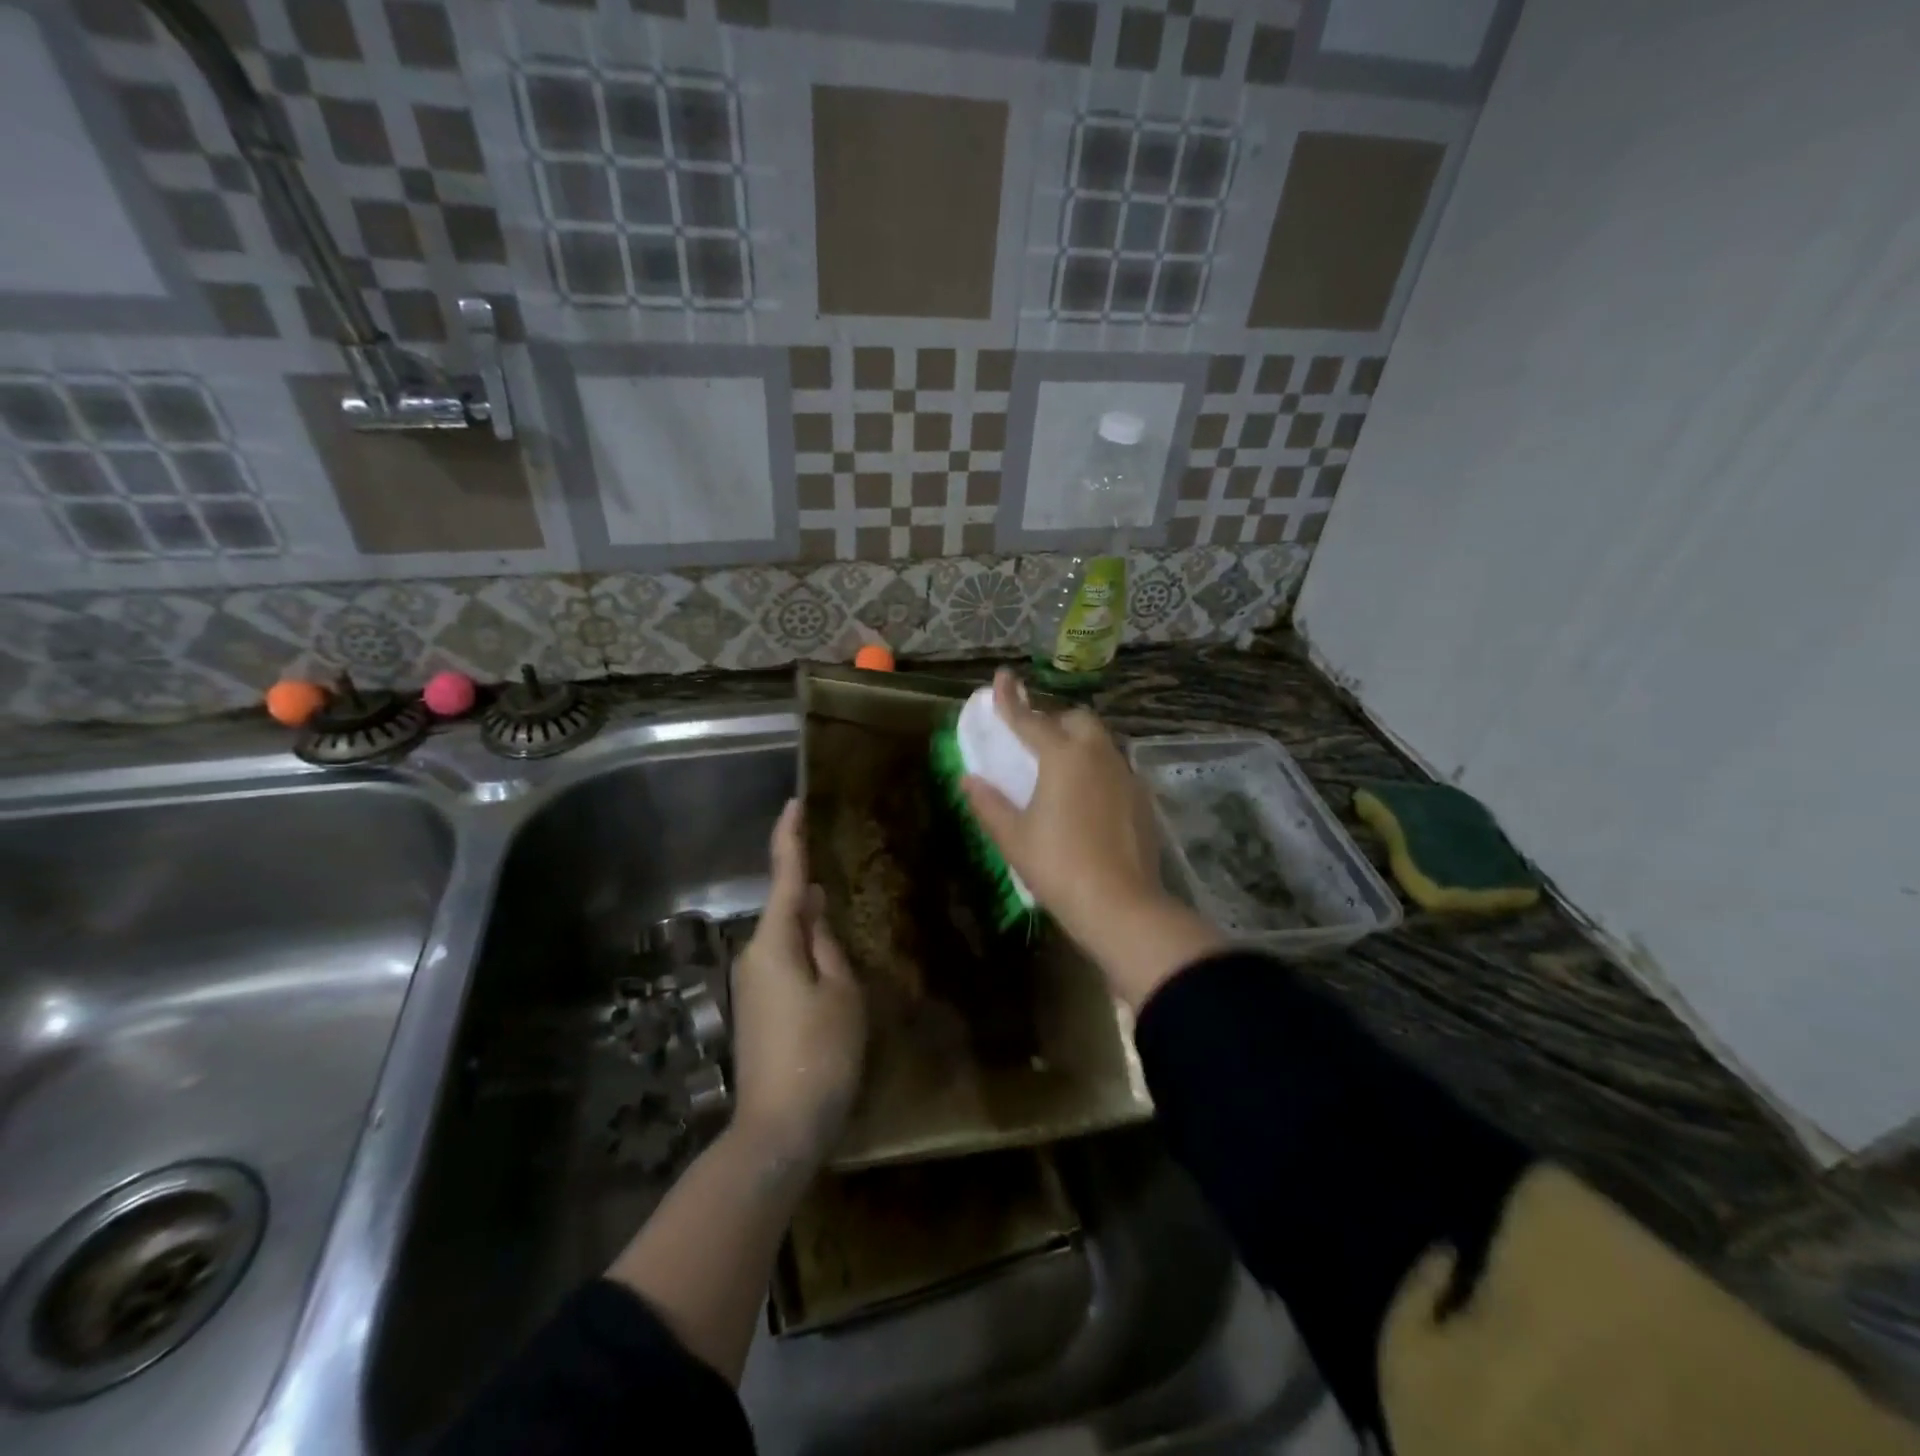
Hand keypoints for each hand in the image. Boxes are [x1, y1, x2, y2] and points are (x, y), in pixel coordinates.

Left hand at [730, 799, 865, 1168]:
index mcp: (775, 943)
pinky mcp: (756, 1010)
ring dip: (811, 929)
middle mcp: (754, 956)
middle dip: (808, 892)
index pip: (784, 877)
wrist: (778, 1130)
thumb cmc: (820, 1054)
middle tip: (839, 874)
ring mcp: (751, 986)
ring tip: (843, 924)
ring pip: (786, 941)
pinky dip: (806, 955)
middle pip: (785, 910)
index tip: (793, 803)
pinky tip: (830, 970)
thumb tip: (814, 917)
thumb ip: (828, 948)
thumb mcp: (842, 993)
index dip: (789, 838)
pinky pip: (783, 965)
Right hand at [960, 670, 1222, 1006]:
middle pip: (1076, 720)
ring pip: (1100, 743)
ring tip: (1060, 772)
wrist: (1121, 904)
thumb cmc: (1058, 866)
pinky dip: (1096, 771)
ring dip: (1078, 744)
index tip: (1002, 676)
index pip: (1030, 719)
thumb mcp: (1013, 837)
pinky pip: (1115, 769)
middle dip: (1054, 721)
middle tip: (1034, 742)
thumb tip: (969, 779)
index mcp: (1063, 757)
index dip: (1010, 699)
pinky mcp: (1142, 799)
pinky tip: (1087, 801)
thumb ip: (989, 803)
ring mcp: (1125, 775)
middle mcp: (1097, 755)